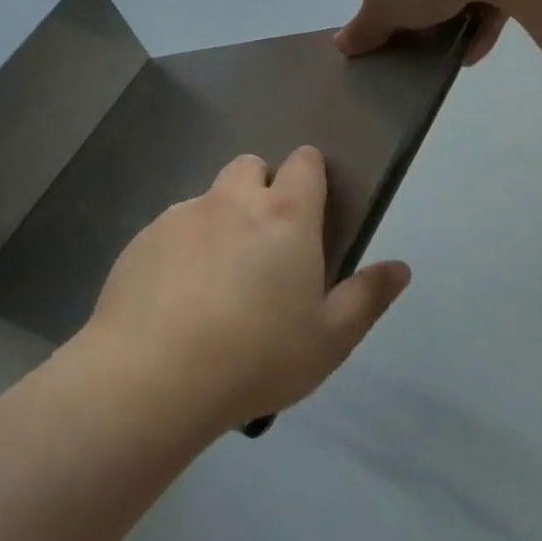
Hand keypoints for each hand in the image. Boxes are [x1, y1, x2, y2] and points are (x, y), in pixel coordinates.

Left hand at [82, 147, 409, 433]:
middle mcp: (231, 201)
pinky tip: (176, 298)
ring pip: (208, 199)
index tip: (311, 208)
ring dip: (220, 221)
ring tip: (216, 281)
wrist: (153, 378)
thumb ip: (367, 298)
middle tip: (265, 245)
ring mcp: (180, 216)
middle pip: (250, 166)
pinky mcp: (141, 240)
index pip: (304, 162)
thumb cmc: (256, 358)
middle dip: (261, 189)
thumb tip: (399, 268)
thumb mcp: (329, 340)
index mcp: (284, 216)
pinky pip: (170, 229)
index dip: (311, 174)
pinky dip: (181, 248)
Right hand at [335, 0, 526, 64]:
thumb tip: (341, 45)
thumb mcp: (384, 11)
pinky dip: (484, 6)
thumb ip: (362, 30)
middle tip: (424, 35)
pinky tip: (481, 41)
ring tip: (457, 45)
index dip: (379, 3)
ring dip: (455, 11)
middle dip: (420, 6)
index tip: (393, 28)